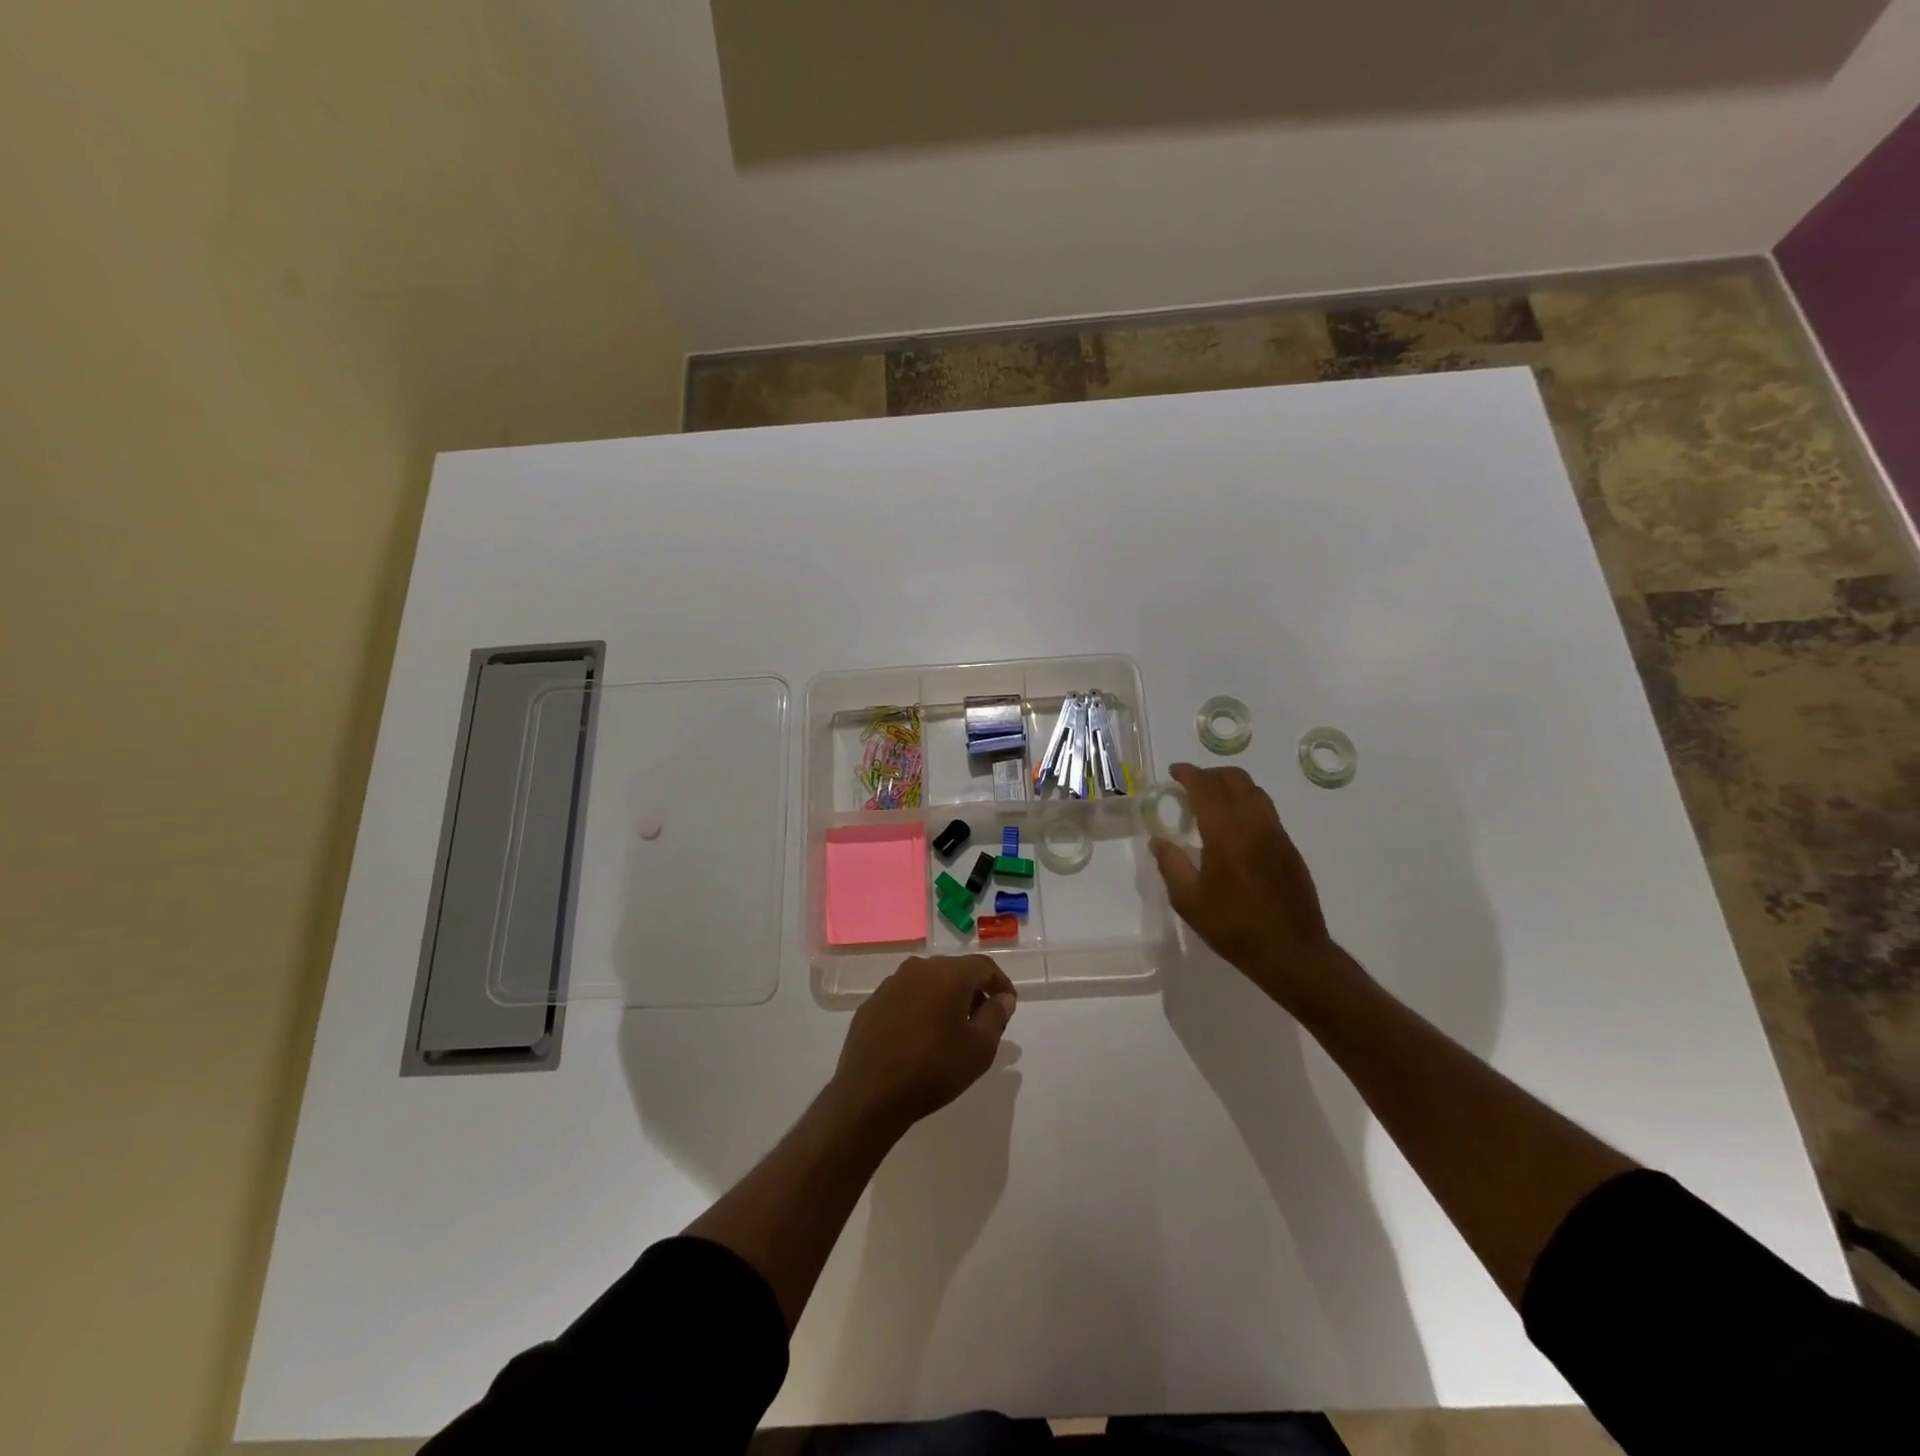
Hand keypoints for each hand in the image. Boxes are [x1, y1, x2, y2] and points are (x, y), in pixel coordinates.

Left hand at [830, 955, 1016, 1133]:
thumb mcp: (979, 1049)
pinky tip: (919, 1035)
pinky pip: (905, 996)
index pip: (984, 966)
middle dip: (972, 990)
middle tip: (982, 1018)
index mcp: (948, 974)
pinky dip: (919, 1007)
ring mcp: (891, 984)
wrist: (870, 1094)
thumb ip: (996, 1016)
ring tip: (951, 1028)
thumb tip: (1003, 998)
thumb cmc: (933, 1069)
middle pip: (955, 970)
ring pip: (928, 981)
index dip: (1000, 983)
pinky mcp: (872, 1002)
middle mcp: (918, 968)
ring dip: (944, 997)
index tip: (1007, 1004)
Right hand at [1150, 763, 1352, 1009]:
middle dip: (1210, 774)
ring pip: (1255, 792)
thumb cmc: (1233, 927)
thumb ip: (1171, 864)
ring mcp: (1277, 834)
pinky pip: (1266, 811)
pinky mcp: (1289, 848)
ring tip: (1212, 802)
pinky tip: (1234, 828)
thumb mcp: (1189, 901)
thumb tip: (1159, 841)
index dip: (1188, 773)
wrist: (1292, 952)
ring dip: (1231, 786)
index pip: (1206, 787)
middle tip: (1190, 785)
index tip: (1173, 772)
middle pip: (1235, 779)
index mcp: (1226, 833)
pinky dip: (1246, 804)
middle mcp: (1254, 824)